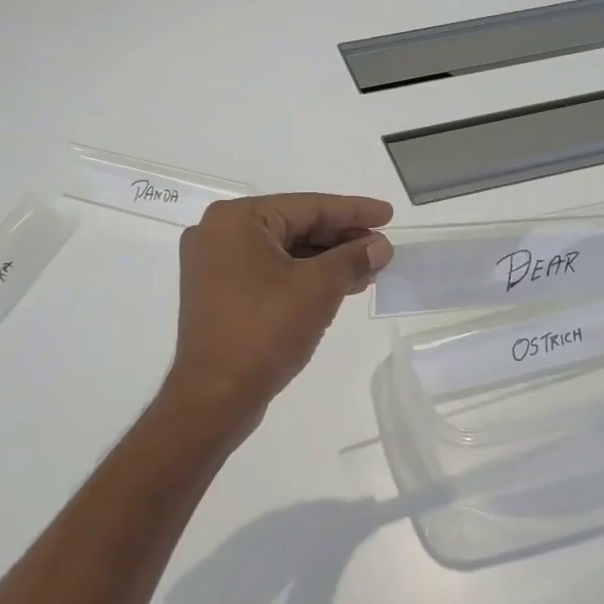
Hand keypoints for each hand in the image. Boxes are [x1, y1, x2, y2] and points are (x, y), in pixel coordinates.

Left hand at [164, 193, 393, 434]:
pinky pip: (271, 273)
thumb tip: (381, 246)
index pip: (307, 206)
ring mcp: (215, 266)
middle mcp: (219, 234)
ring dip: (327, 260)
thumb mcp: (319, 288)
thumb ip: (353, 259)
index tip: (389, 215)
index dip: (353, 211)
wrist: (215, 397)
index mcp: (235, 220)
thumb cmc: (265, 330)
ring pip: (285, 252)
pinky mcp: (220, 294)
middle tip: (382, 246)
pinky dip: (305, 277)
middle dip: (342, 238)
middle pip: (295, 226)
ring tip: (369, 269)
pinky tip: (339, 286)